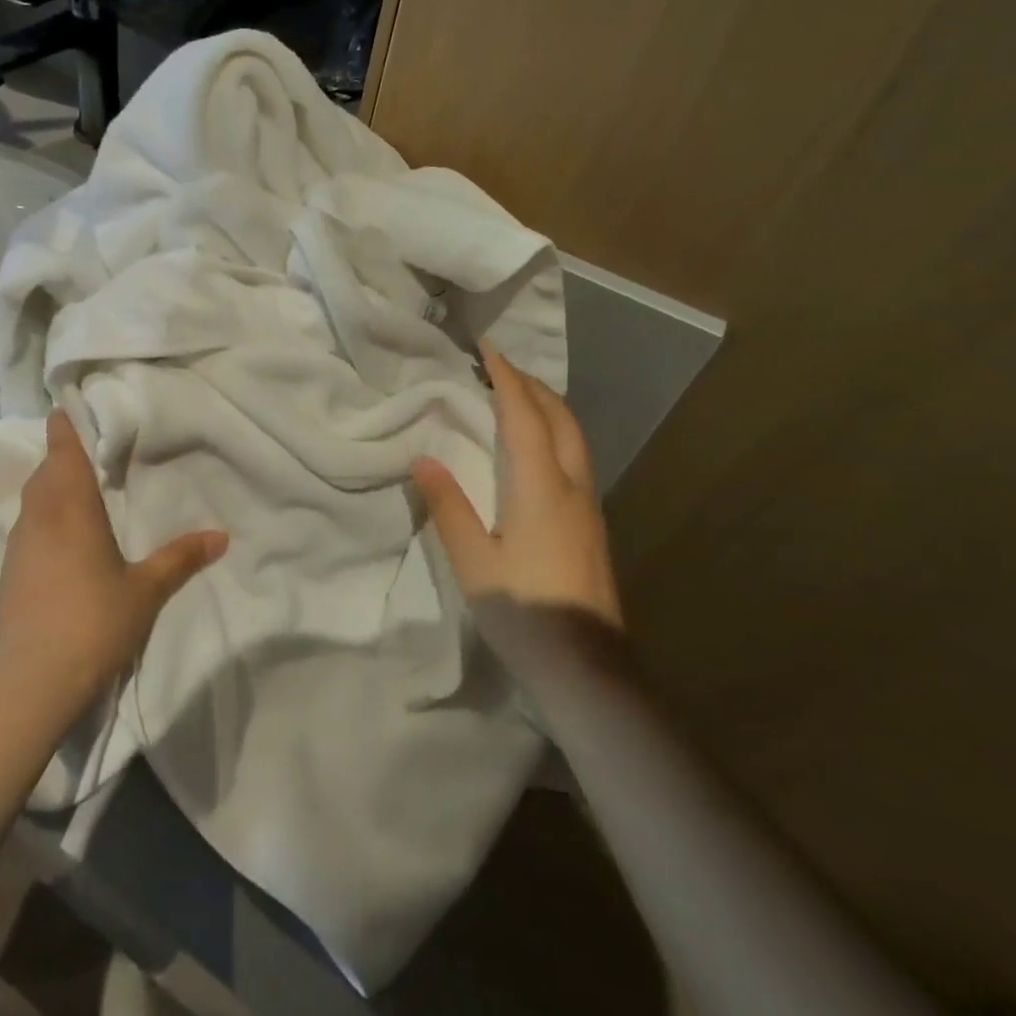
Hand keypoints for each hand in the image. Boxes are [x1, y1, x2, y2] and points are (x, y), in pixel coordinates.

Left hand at [0, 410, 227, 708]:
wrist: (33, 680)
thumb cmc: (95, 620)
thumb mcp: (146, 590)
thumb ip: (181, 558)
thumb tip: (221, 535)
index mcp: (71, 507)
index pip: (62, 451)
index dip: (66, 426)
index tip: (73, 407)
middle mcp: (40, 516)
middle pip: (46, 471)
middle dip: (64, 456)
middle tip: (93, 449)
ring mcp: (19, 544)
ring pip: (33, 499)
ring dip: (52, 486)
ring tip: (81, 487)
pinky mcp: (10, 571)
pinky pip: (28, 525)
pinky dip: (44, 515)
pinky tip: (64, 535)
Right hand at [412, 347, 621, 628]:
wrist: (586, 667)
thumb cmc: (523, 611)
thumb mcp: (472, 561)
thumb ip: (449, 506)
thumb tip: (424, 457)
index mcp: (541, 488)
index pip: (524, 417)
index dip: (507, 378)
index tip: (488, 349)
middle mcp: (572, 487)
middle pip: (560, 419)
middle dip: (533, 386)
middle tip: (501, 368)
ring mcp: (589, 507)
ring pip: (574, 438)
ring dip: (547, 409)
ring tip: (516, 399)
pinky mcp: (591, 526)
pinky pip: (574, 459)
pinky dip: (553, 435)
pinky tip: (533, 451)